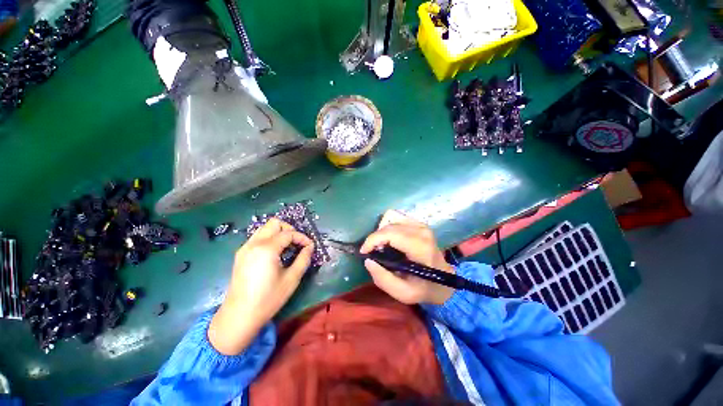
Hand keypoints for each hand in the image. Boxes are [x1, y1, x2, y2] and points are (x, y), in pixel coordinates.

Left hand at [208, 218, 313, 354]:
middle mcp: (254, 243)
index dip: (302, 238)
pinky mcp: (241, 254)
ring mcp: (245, 248)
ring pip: (265, 228)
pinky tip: (275, 253)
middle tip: (297, 243)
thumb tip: (310, 247)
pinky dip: (269, 239)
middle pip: (274, 223)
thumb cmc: (268, 299)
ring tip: (287, 247)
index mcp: (267, 249)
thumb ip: (303, 259)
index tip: (310, 246)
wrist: (239, 316)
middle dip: (289, 229)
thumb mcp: (292, 279)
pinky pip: (258, 237)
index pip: (289, 233)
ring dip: (279, 233)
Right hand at [360, 210, 454, 304]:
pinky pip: (396, 217)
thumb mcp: (404, 293)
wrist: (444, 281)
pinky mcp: (418, 223)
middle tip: (372, 252)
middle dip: (375, 238)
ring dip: (381, 231)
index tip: (364, 252)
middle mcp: (421, 230)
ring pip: (390, 217)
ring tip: (381, 246)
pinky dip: (388, 226)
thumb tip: (368, 260)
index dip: (372, 240)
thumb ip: (383, 279)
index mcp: (420, 246)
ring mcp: (420, 224)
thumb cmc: (424, 288)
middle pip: (388, 225)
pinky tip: (390, 239)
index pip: (390, 233)